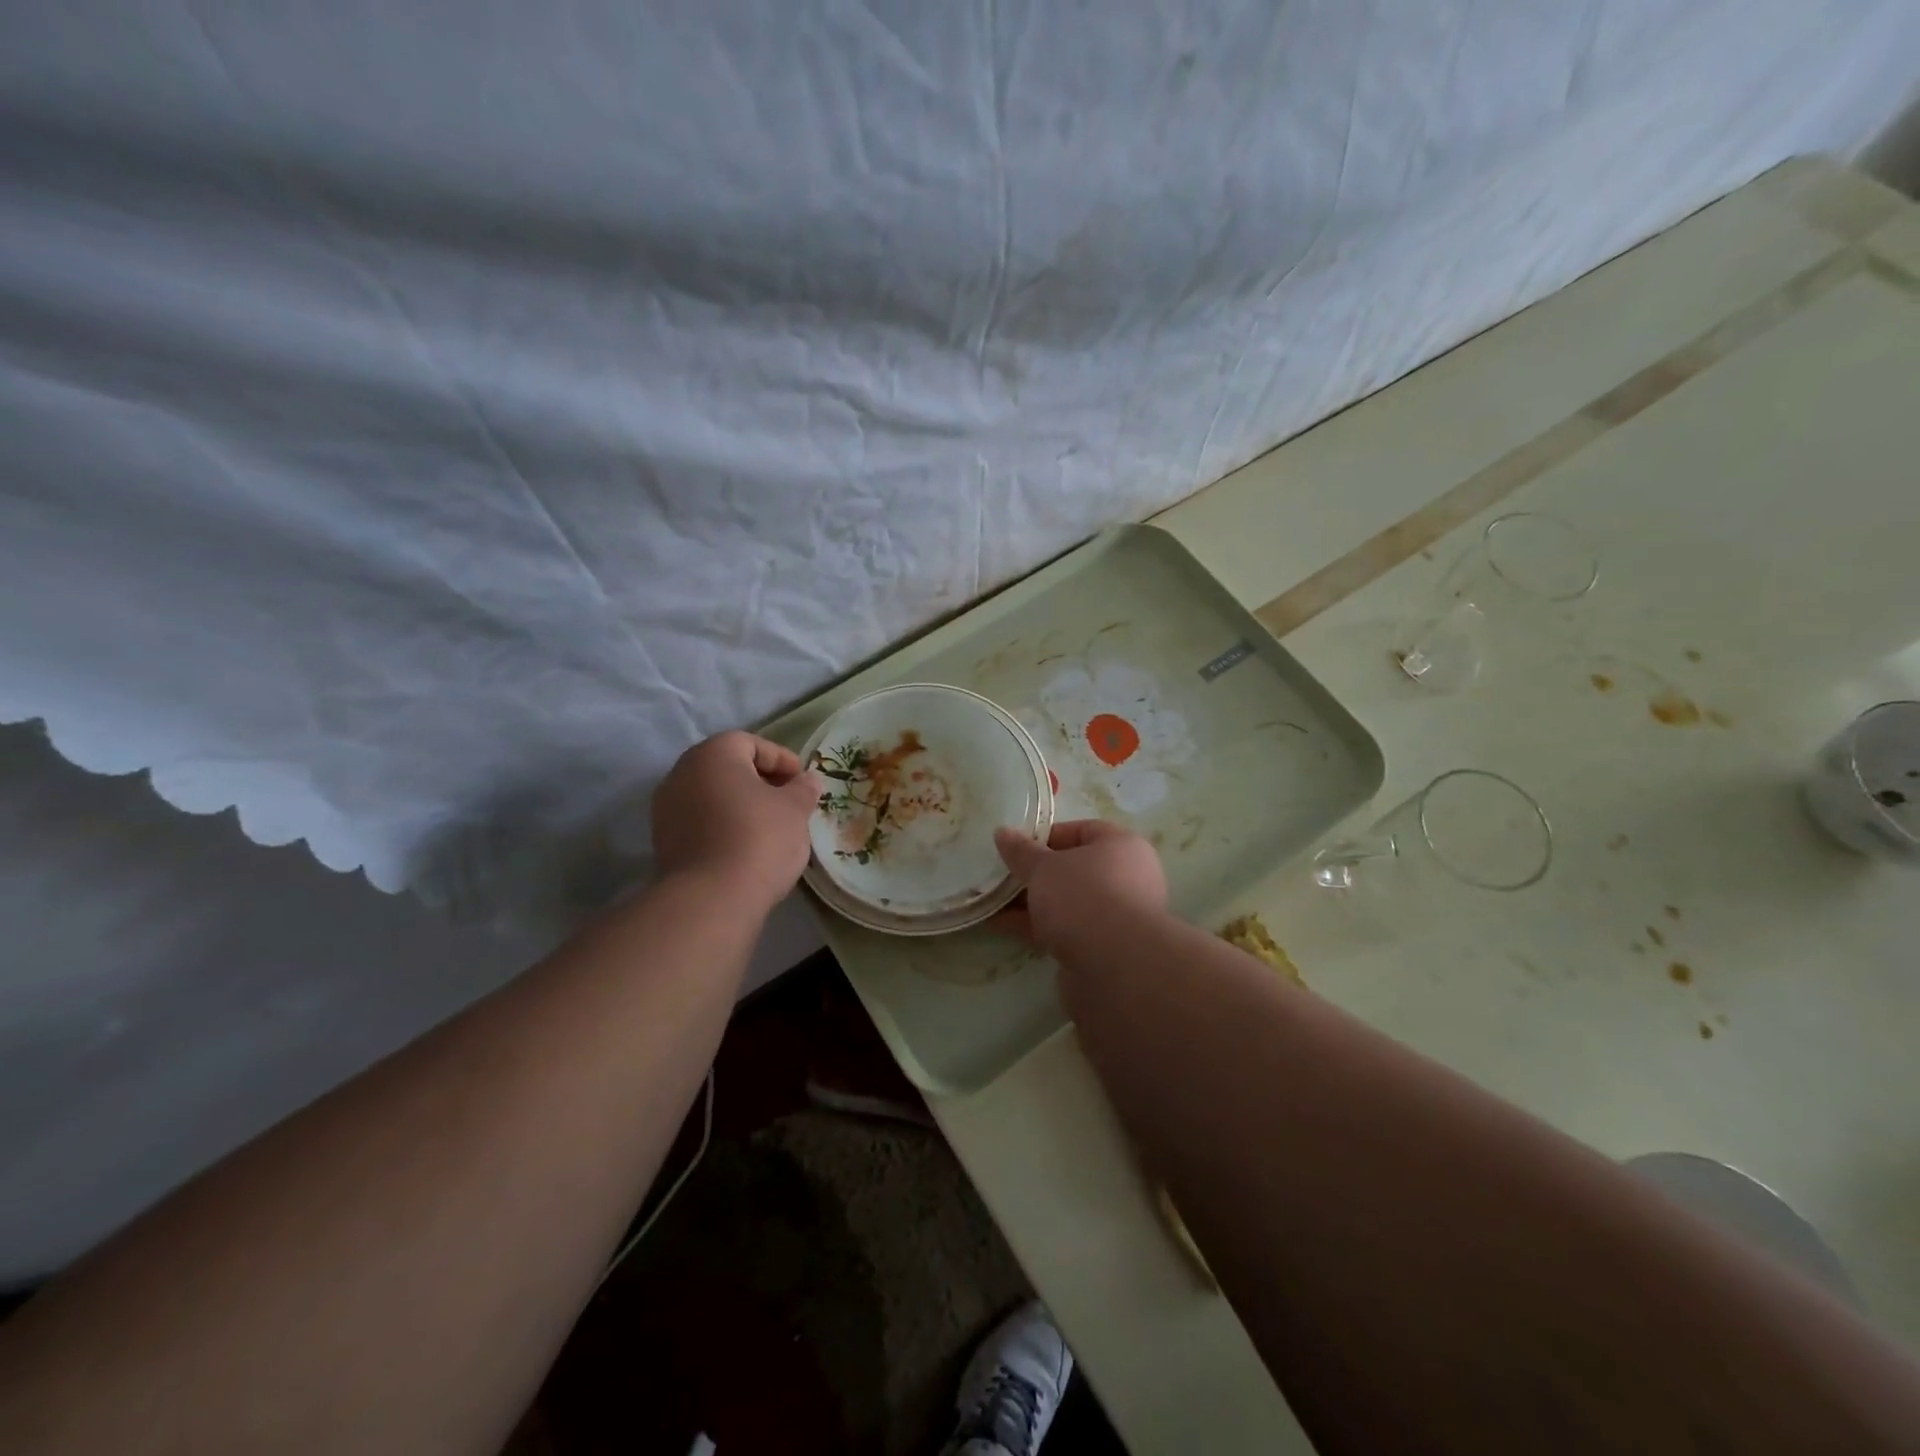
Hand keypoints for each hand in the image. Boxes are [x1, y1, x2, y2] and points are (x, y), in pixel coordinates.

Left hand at [653, 732, 818, 912]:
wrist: (711, 899)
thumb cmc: (759, 838)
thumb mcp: (794, 809)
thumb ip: (803, 789)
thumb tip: (808, 780)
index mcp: (712, 754)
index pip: (750, 743)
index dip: (781, 759)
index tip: (802, 781)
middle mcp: (681, 773)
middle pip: (727, 767)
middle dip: (760, 780)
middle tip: (788, 800)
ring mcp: (666, 809)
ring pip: (712, 795)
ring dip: (740, 804)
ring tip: (770, 826)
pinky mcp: (664, 842)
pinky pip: (700, 821)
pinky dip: (723, 825)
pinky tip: (746, 846)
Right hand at [991, 819, 1167, 953]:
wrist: (1115, 967)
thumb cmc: (1083, 896)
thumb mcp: (1044, 867)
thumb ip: (1021, 852)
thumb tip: (1002, 832)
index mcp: (1121, 847)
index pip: (1083, 830)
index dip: (1048, 836)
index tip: (1017, 847)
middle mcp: (1125, 879)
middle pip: (1072, 870)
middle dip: (1034, 874)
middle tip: (1000, 875)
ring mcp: (1114, 917)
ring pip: (1065, 903)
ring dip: (1030, 902)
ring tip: (990, 901)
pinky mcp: (1101, 949)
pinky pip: (1063, 930)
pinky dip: (1034, 927)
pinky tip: (999, 925)